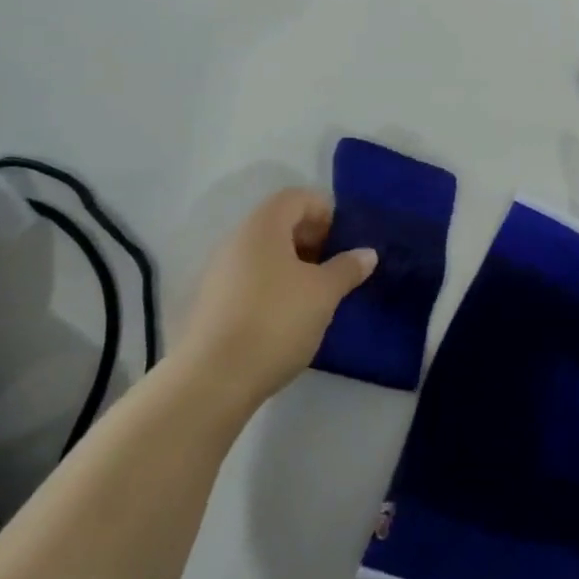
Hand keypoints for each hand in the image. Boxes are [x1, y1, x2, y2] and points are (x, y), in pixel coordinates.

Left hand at [173, 189, 375, 413]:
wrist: (213, 380)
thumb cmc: (276, 321)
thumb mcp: (323, 294)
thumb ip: (347, 268)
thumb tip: (367, 253)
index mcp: (263, 226)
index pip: (297, 198)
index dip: (325, 211)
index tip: (344, 241)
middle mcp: (236, 240)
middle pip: (279, 224)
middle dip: (311, 240)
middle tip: (335, 268)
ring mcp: (219, 273)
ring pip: (264, 254)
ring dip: (293, 266)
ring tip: (315, 296)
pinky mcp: (211, 304)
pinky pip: (249, 280)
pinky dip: (273, 287)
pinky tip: (288, 317)